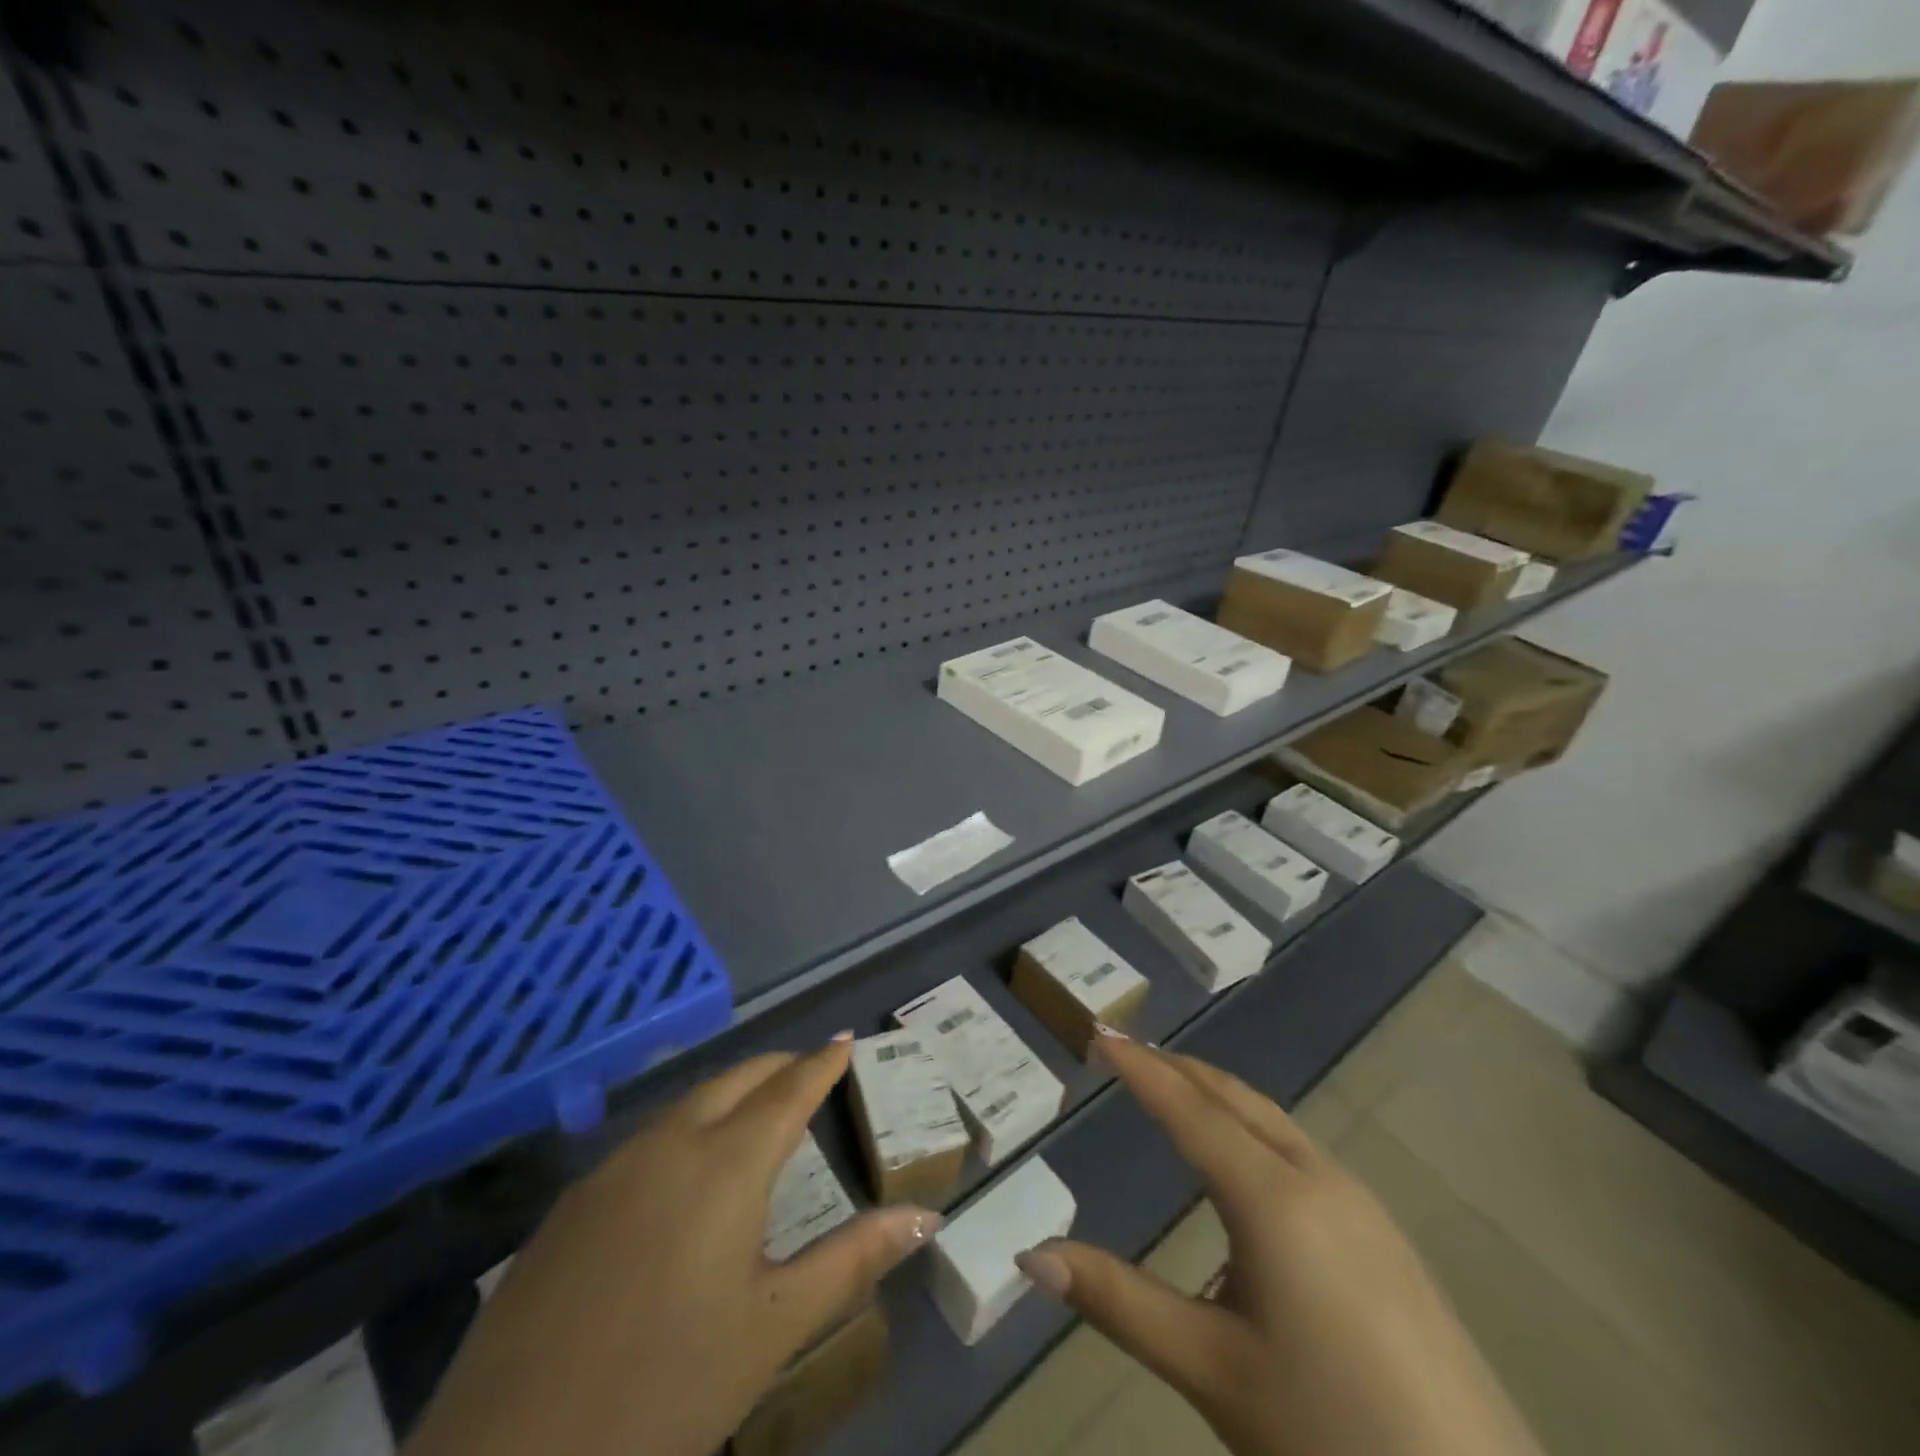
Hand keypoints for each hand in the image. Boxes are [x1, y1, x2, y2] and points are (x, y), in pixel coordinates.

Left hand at [405, 1037, 939, 1455]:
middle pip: (735, 1080)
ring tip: (755, 1112)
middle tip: (808, 1072)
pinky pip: (644, 1142)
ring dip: (729, 1095)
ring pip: (686, 1105)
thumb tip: (926, 1217)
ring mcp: (610, 1171)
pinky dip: (684, 1130)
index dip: (821, 1063)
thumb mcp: (774, 1329)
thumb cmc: (665, 1392)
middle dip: (777, 1068)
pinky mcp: (568, 1207)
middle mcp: (669, 1145)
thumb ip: (853, 1261)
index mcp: (726, 1164)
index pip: (788, 1090)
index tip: (844, 1040)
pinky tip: (682, 1174)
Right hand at [1016, 1033, 1539, 1455]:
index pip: (1188, 1109)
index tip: (1101, 1033)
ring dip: (1216, 1097)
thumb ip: (1118, 1302)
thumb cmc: (1331, 1433)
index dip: (1140, 1069)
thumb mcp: (1211, 1370)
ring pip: (1271, 1121)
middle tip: (1128, 1052)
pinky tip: (1243, 1170)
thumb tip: (1030, 1255)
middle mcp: (1318, 1178)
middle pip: (1233, 1099)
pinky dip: (1250, 1129)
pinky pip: (1299, 1151)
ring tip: (1173, 1093)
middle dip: (1177, 1068)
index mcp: (1272, 1197)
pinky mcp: (1383, 1235)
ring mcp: (1360, 1203)